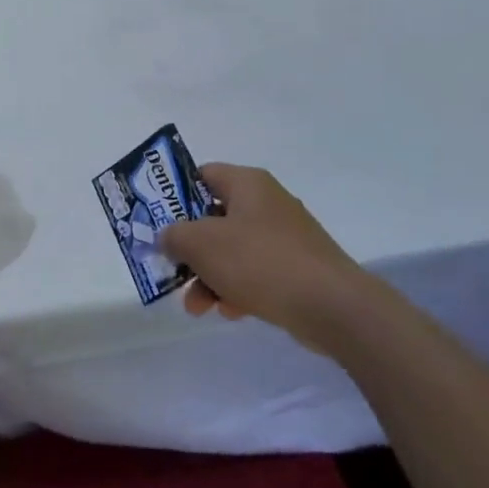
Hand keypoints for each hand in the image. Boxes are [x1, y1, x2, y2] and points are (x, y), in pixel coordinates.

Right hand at [158, 164, 388, 346]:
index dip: (175, 196)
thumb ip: (174, 235)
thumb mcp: (202, 244)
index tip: (156, 221)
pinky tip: (230, 312)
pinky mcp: (296, 268)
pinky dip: (236, 288)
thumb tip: (168, 236)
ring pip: (231, 250)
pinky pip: (254, 272)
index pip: (202, 175)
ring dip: (209, 276)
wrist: (332, 307)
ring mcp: (284, 237)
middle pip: (213, 218)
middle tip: (172, 271)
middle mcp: (267, 203)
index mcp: (247, 183)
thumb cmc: (260, 261)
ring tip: (198, 307)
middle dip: (190, 249)